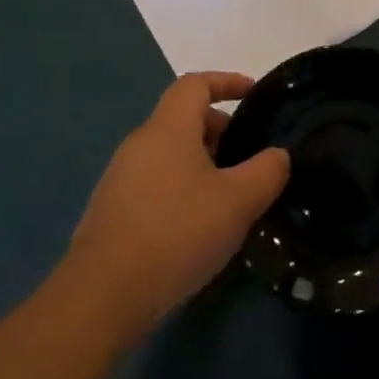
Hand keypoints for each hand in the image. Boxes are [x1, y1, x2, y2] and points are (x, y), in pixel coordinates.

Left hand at [61, 74, 289, 338]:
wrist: (101, 298)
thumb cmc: (176, 234)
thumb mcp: (238, 202)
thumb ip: (267, 171)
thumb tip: (278, 155)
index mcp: (167, 129)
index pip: (195, 84)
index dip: (226, 81)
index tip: (253, 94)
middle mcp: (139, 144)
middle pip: (183, 119)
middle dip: (219, 129)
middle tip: (248, 156)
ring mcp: (120, 178)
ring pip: (169, 154)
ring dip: (201, 162)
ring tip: (229, 195)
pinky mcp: (112, 211)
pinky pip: (155, 182)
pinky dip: (181, 188)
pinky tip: (197, 226)